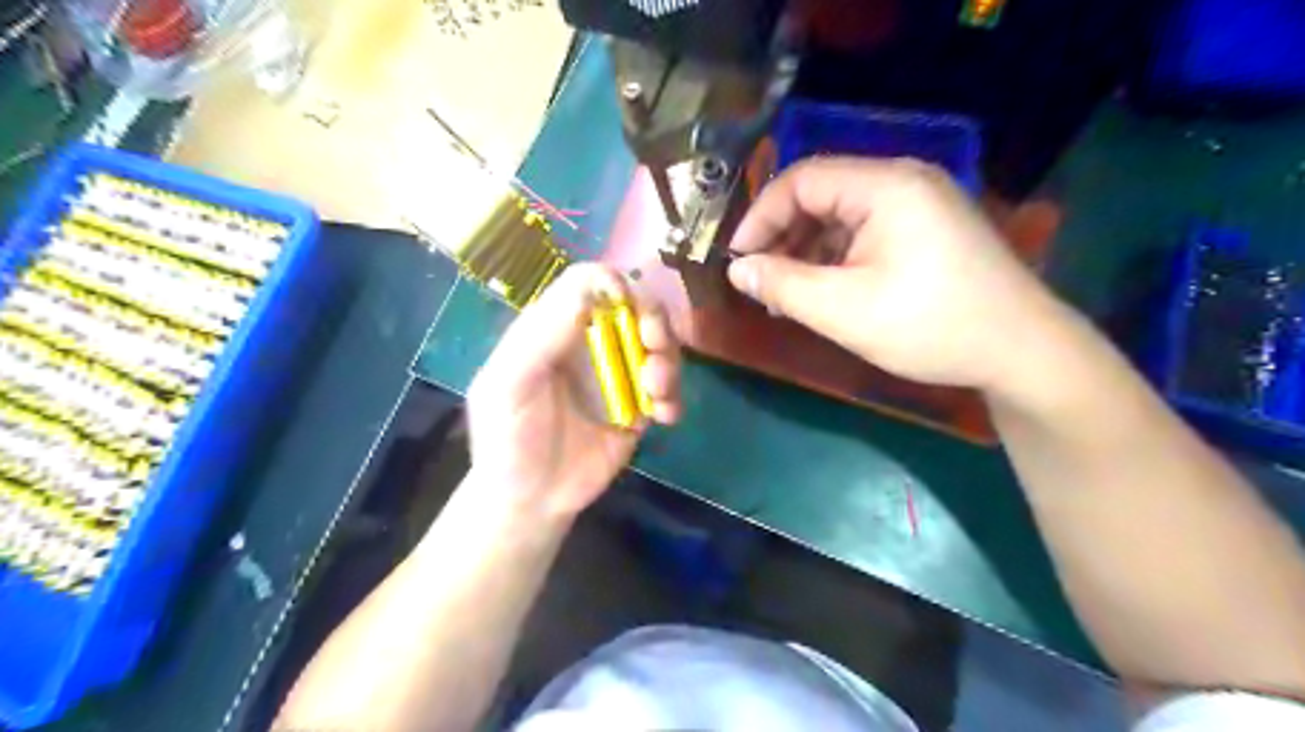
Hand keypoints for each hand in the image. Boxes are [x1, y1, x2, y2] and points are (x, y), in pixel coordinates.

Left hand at [463, 263, 683, 520]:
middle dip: (652, 319)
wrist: (531, 501)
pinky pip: (668, 389)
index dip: (610, 282)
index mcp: (554, 329)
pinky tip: (665, 417)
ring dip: (668, 360)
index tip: (627, 302)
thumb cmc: (508, 439)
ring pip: (658, 345)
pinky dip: (675, 396)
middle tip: (653, 344)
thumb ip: (543, 337)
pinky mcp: (639, 407)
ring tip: (656, 392)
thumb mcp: (509, 385)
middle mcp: (589, 344)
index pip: (586, 283)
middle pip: (633, 307)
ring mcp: (618, 375)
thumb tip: (592, 290)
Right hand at [724, 156, 1070, 393]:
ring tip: (791, 295)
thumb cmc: (930, 325)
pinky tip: (828, 291)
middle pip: (822, 195)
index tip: (739, 260)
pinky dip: (838, 257)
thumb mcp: (844, 310)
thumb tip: (738, 269)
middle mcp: (904, 181)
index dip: (761, 217)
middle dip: (784, 237)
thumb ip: (783, 285)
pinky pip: (867, 232)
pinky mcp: (929, 230)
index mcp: (886, 185)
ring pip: (842, 216)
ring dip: (809, 251)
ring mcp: (921, 204)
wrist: (1021, 352)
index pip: (801, 179)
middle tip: (764, 283)